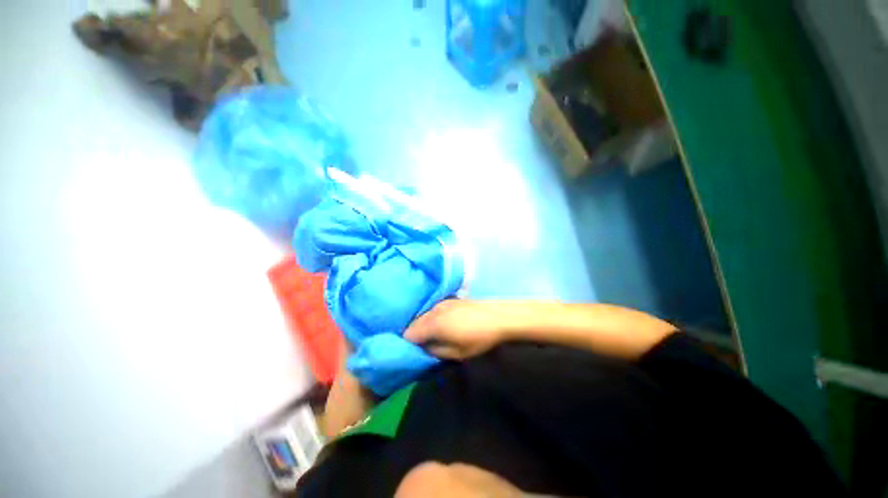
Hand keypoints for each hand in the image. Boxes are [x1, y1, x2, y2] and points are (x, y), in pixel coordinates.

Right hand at [404, 300, 513, 359]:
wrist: (498, 316)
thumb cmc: (478, 338)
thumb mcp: (458, 353)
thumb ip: (436, 351)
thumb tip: (424, 348)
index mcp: (433, 324)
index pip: (409, 333)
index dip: (409, 344)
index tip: (414, 351)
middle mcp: (433, 310)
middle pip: (415, 322)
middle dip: (415, 334)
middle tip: (423, 345)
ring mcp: (441, 302)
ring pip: (424, 315)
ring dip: (424, 325)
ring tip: (432, 335)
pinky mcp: (449, 299)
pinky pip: (433, 309)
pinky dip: (432, 317)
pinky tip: (442, 324)